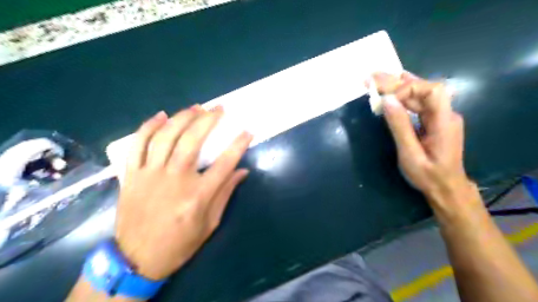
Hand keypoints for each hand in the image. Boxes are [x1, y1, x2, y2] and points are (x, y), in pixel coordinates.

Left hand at [115, 106, 251, 280]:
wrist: (137, 260)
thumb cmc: (180, 244)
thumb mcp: (210, 224)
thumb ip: (225, 193)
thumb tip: (242, 171)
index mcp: (197, 196)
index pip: (224, 163)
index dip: (238, 145)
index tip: (247, 131)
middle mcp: (174, 180)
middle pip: (192, 141)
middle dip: (208, 120)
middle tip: (219, 108)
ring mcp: (150, 175)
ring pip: (165, 137)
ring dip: (182, 118)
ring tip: (196, 107)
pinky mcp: (132, 176)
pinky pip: (137, 145)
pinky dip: (148, 127)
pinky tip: (161, 116)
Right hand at [375, 71, 478, 215]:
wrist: (446, 188)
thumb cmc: (428, 175)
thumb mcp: (410, 154)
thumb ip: (400, 126)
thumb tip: (387, 100)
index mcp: (444, 121)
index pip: (431, 90)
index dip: (407, 89)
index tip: (386, 101)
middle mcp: (445, 113)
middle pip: (423, 89)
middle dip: (396, 82)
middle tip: (372, 77)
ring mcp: (440, 116)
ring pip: (419, 94)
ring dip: (397, 86)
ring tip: (376, 80)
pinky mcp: (433, 121)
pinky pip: (418, 103)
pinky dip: (402, 96)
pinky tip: (392, 89)